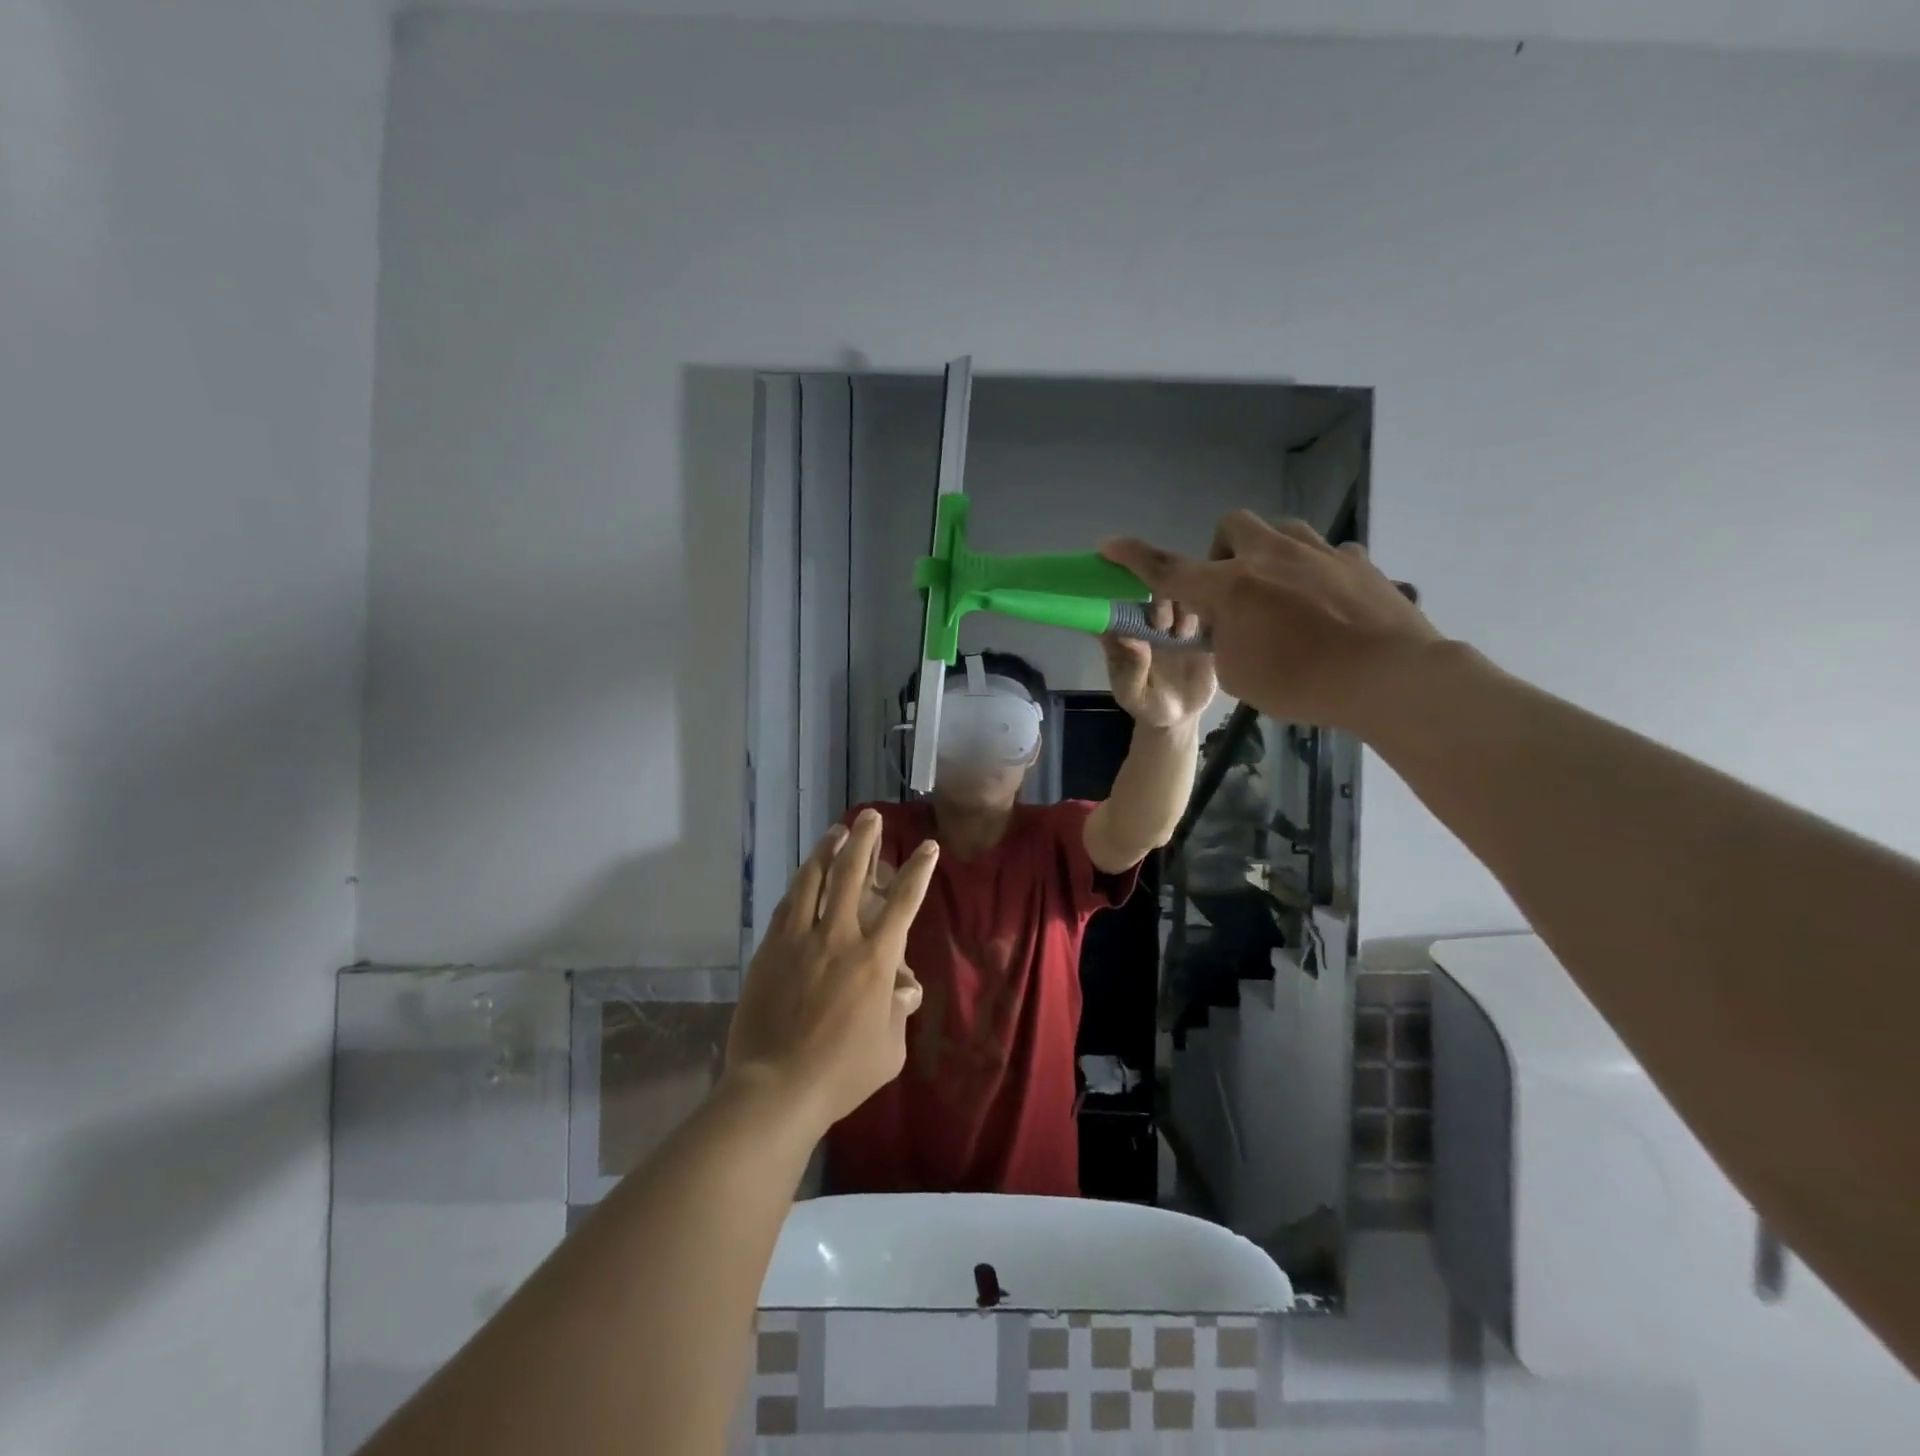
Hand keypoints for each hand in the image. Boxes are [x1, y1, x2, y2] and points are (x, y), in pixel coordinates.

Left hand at [724, 811, 937, 1127]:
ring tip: (836, 830)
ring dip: (827, 851)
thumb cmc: (842, 1073)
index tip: (928, 846)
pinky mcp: (770, 950)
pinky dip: (799, 885)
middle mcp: (838, 937)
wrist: (777, 1087)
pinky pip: (786, 906)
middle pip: (851, 874)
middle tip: (871, 817)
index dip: (919, 870)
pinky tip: (802, 876)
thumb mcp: (889, 1050)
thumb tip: (903, 990)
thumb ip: (898, 1013)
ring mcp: (799, 940)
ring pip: (813, 880)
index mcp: (875, 959)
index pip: (903, 902)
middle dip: (865, 841)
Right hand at [1101, 513, 1442, 733]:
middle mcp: (1270, 557)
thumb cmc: (1301, 684)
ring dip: (1268, 554)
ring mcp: (1319, 552)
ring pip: (1281, 529)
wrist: (1389, 677)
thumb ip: (1222, 642)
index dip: (1134, 557)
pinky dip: (1315, 572)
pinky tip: (1326, 603)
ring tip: (1279, 594)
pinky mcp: (1358, 562)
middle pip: (1231, 525)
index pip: (1168, 569)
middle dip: (1221, 551)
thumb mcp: (1239, 676)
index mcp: (1231, 587)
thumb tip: (1230, 625)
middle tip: (1231, 592)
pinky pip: (1327, 553)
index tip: (1110, 544)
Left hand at [1103, 596, 1217, 728]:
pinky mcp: (1200, 631)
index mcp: (1127, 634)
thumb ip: (1131, 669)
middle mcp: (1151, 623)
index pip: (1121, 607)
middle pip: (1155, 595)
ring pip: (1183, 598)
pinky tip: (1207, 630)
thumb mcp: (1132, 694)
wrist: (1179, 717)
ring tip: (1183, 634)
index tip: (1134, 611)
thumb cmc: (1146, 704)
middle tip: (1162, 624)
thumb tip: (1130, 639)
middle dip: (1159, 602)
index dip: (1126, 600)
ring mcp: (1176, 624)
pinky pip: (1207, 612)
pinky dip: (1210, 612)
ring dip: (1184, 607)